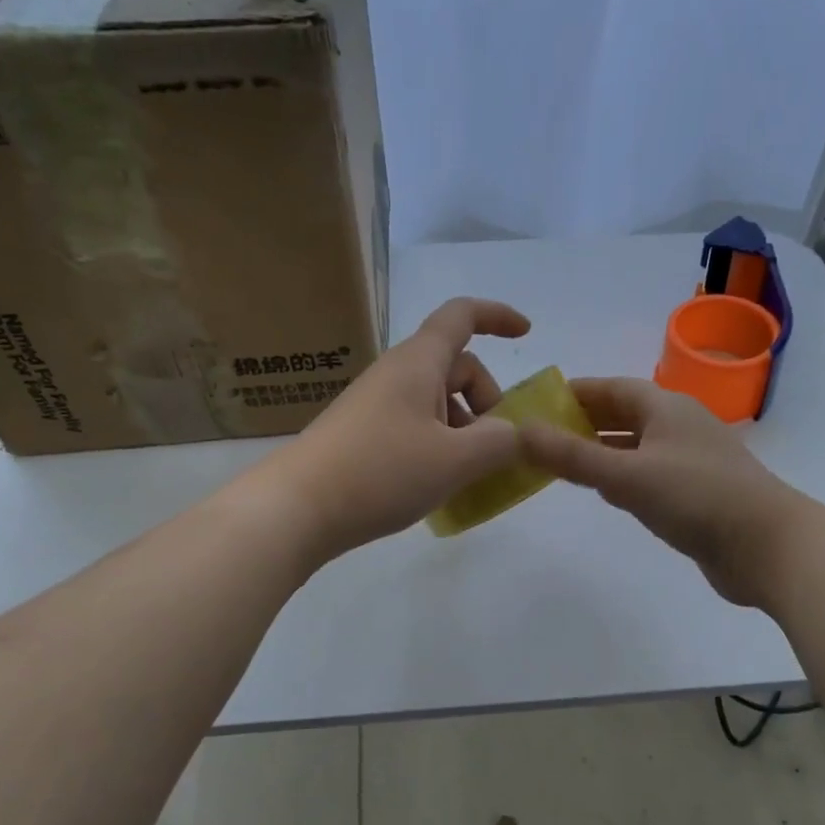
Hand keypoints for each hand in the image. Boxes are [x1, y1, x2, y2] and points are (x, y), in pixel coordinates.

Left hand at [255, 297, 530, 560]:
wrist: (297, 508)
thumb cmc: (381, 471)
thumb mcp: (455, 460)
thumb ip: (500, 442)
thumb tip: (516, 433)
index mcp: (418, 363)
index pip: (462, 316)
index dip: (497, 316)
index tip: (527, 333)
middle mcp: (396, 374)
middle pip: (456, 367)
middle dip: (487, 400)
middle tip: (496, 447)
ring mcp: (376, 404)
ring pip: (436, 401)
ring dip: (464, 429)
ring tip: (468, 475)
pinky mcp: (363, 434)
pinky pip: (415, 425)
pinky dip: (439, 445)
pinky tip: (437, 484)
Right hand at [518, 377, 803, 607]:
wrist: (769, 547)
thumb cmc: (697, 498)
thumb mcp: (627, 475)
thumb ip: (572, 456)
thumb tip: (520, 431)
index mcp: (665, 407)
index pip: (611, 388)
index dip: (575, 392)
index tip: (538, 402)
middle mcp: (678, 426)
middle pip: (624, 414)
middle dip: (584, 421)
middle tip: (542, 435)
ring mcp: (690, 460)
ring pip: (636, 446)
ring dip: (602, 449)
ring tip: (563, 460)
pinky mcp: (697, 493)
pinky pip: (649, 474)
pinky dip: (622, 476)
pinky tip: (606, 492)